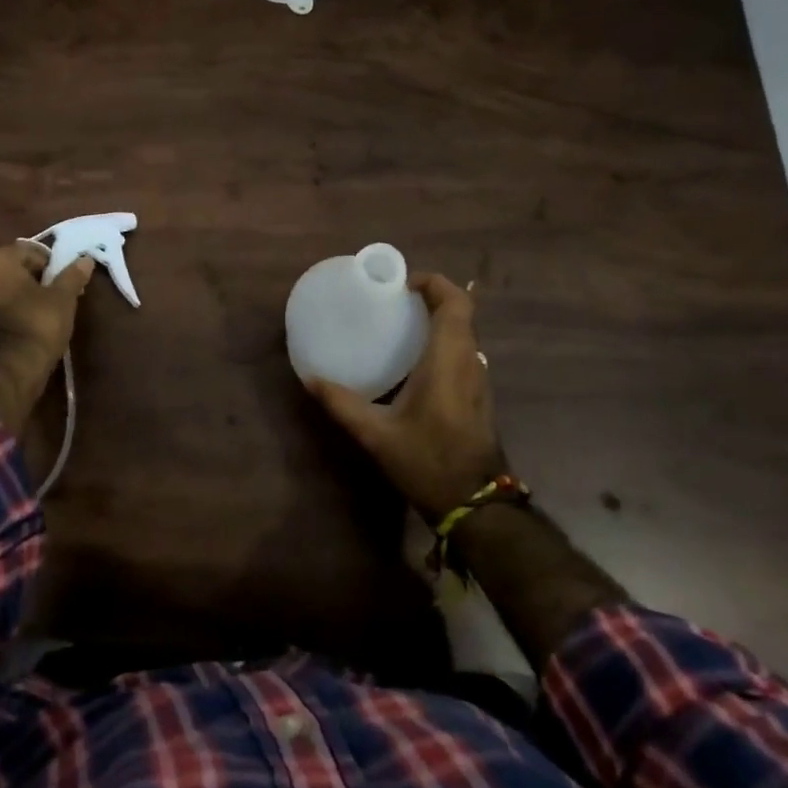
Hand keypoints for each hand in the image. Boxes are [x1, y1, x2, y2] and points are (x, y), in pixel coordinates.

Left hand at [0, 243, 93, 433]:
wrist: (7, 371)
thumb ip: (72, 276)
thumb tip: (85, 259)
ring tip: (39, 314)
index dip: (48, 262)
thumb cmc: (37, 323)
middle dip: (30, 280)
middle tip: (53, 295)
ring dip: (15, 299)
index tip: (62, 278)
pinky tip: (22, 330)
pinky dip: (4, 318)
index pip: (26, 250)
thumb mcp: (63, 298)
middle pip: (9, 271)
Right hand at [306, 273, 503, 520]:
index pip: (455, 304)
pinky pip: (463, 351)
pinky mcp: (478, 395)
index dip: (434, 283)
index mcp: (448, 360)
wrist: (475, 505)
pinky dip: (441, 340)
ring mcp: (478, 379)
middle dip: (431, 296)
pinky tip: (412, 359)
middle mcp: (469, 362)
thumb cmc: (427, 461)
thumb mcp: (375, 434)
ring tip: (400, 322)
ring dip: (438, 318)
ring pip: (465, 332)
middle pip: (461, 313)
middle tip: (393, 300)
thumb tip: (310, 379)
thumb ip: (341, 403)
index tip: (402, 284)